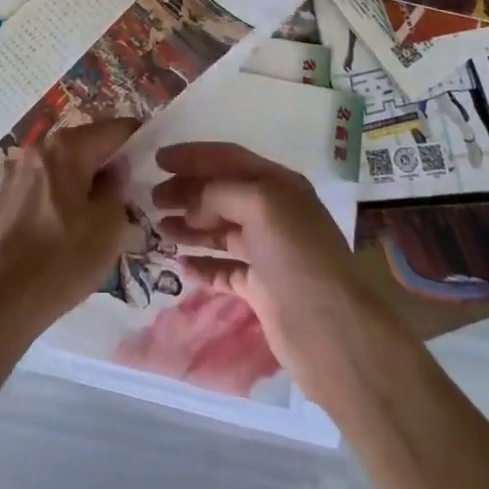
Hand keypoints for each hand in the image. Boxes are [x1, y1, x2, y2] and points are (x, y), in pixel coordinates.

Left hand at [0, 119, 138, 344]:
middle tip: (124, 195)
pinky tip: (58, 229)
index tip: (150, 162)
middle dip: (106, 163)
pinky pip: (39, 184)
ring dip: (79, 180)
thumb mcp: (107, 229)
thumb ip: (117, 188)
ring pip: (60, 165)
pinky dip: (55, 195)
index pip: (114, 128)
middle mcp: (38, 148)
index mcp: (67, 148)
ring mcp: (14, 171)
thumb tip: (114, 170)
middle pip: (84, 144)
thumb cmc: (59, 263)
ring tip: (91, 216)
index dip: (137, 140)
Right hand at [150, 142, 368, 400]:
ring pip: (219, 230)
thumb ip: (220, 192)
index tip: (158, 159)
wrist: (335, 332)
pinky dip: (202, 265)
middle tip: (152, 198)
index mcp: (276, 184)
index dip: (192, 156)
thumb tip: (190, 203)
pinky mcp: (261, 288)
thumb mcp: (260, 204)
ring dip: (189, 226)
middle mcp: (271, 212)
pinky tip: (180, 266)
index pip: (227, 158)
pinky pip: (224, 269)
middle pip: (220, 193)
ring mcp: (266, 252)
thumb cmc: (298, 255)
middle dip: (186, 192)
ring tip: (158, 228)